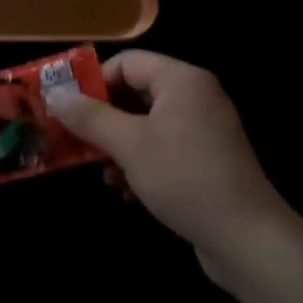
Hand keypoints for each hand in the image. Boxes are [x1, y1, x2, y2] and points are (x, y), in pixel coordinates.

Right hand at [44, 51, 286, 286]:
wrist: (248, 240)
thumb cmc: (184, 179)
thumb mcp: (129, 145)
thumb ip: (90, 117)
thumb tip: (54, 94)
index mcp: (181, 80)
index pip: (126, 62)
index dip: (93, 83)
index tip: (67, 110)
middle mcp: (195, 96)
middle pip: (134, 93)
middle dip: (102, 120)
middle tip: (75, 141)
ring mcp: (204, 129)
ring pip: (145, 124)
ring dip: (118, 146)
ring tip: (103, 173)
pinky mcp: (207, 160)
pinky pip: (163, 147)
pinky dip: (140, 163)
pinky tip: (127, 191)